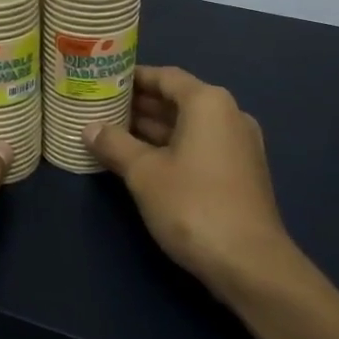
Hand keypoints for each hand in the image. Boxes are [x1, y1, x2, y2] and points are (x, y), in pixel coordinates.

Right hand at [86, 66, 302, 303]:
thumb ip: (115, 145)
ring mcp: (239, 145)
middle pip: (178, 100)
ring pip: (189, 126)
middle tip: (102, 108)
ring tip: (114, 133)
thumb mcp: (144, 173)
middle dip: (140, 105)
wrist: (249, 261)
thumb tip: (89, 128)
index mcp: (208, 103)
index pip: (165, 76)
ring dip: (154, 129)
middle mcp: (229, 115)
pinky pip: (200, 147)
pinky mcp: (241, 173)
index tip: (104, 81)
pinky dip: (172, 148)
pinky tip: (143, 161)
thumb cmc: (192, 204)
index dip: (133, 78)